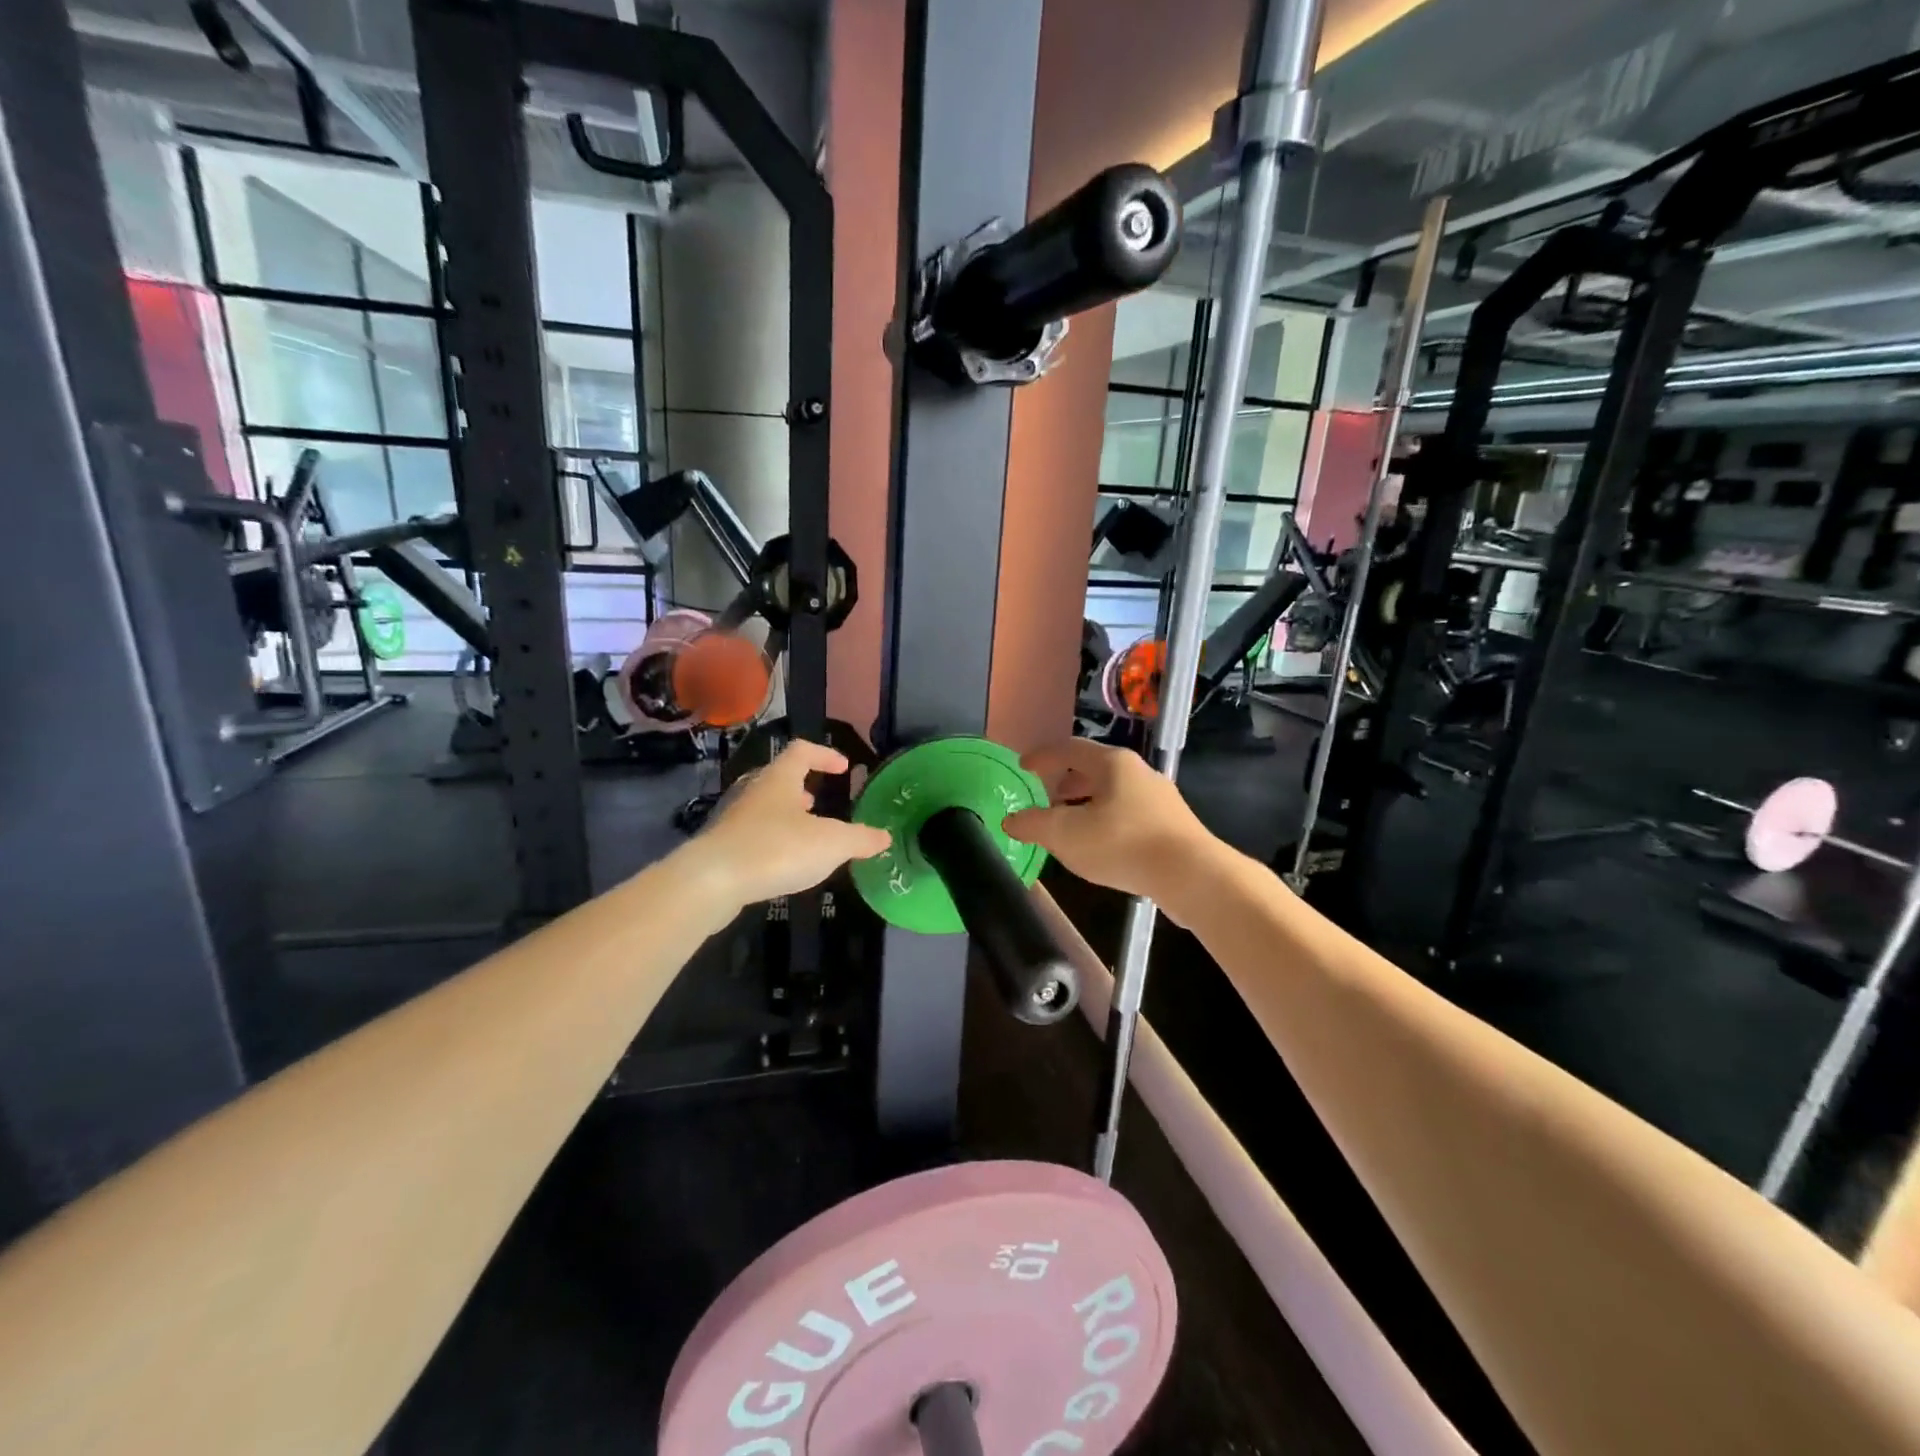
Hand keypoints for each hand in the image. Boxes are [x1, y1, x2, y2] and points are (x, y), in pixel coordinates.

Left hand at [688, 740, 891, 906]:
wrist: (713, 881)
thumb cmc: (777, 849)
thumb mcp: (831, 844)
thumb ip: (860, 838)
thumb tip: (884, 836)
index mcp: (780, 779)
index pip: (802, 751)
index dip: (824, 755)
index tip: (843, 768)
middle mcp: (754, 791)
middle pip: (779, 778)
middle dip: (801, 788)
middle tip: (818, 801)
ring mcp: (734, 818)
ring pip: (764, 807)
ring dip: (785, 815)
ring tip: (804, 833)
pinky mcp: (722, 847)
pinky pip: (753, 834)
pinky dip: (772, 840)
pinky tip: (782, 862)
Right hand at [1002, 740, 1217, 906]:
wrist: (1191, 875)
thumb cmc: (1123, 844)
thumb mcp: (1066, 835)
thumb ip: (1034, 824)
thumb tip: (1010, 820)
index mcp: (1113, 764)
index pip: (1070, 749)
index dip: (1043, 757)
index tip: (1023, 766)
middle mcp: (1139, 772)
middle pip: (1095, 769)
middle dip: (1067, 782)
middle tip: (1047, 798)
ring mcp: (1160, 798)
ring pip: (1114, 793)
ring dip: (1087, 804)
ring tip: (1071, 825)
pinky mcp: (1172, 825)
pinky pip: (1130, 814)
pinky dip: (1107, 820)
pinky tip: (1101, 845)